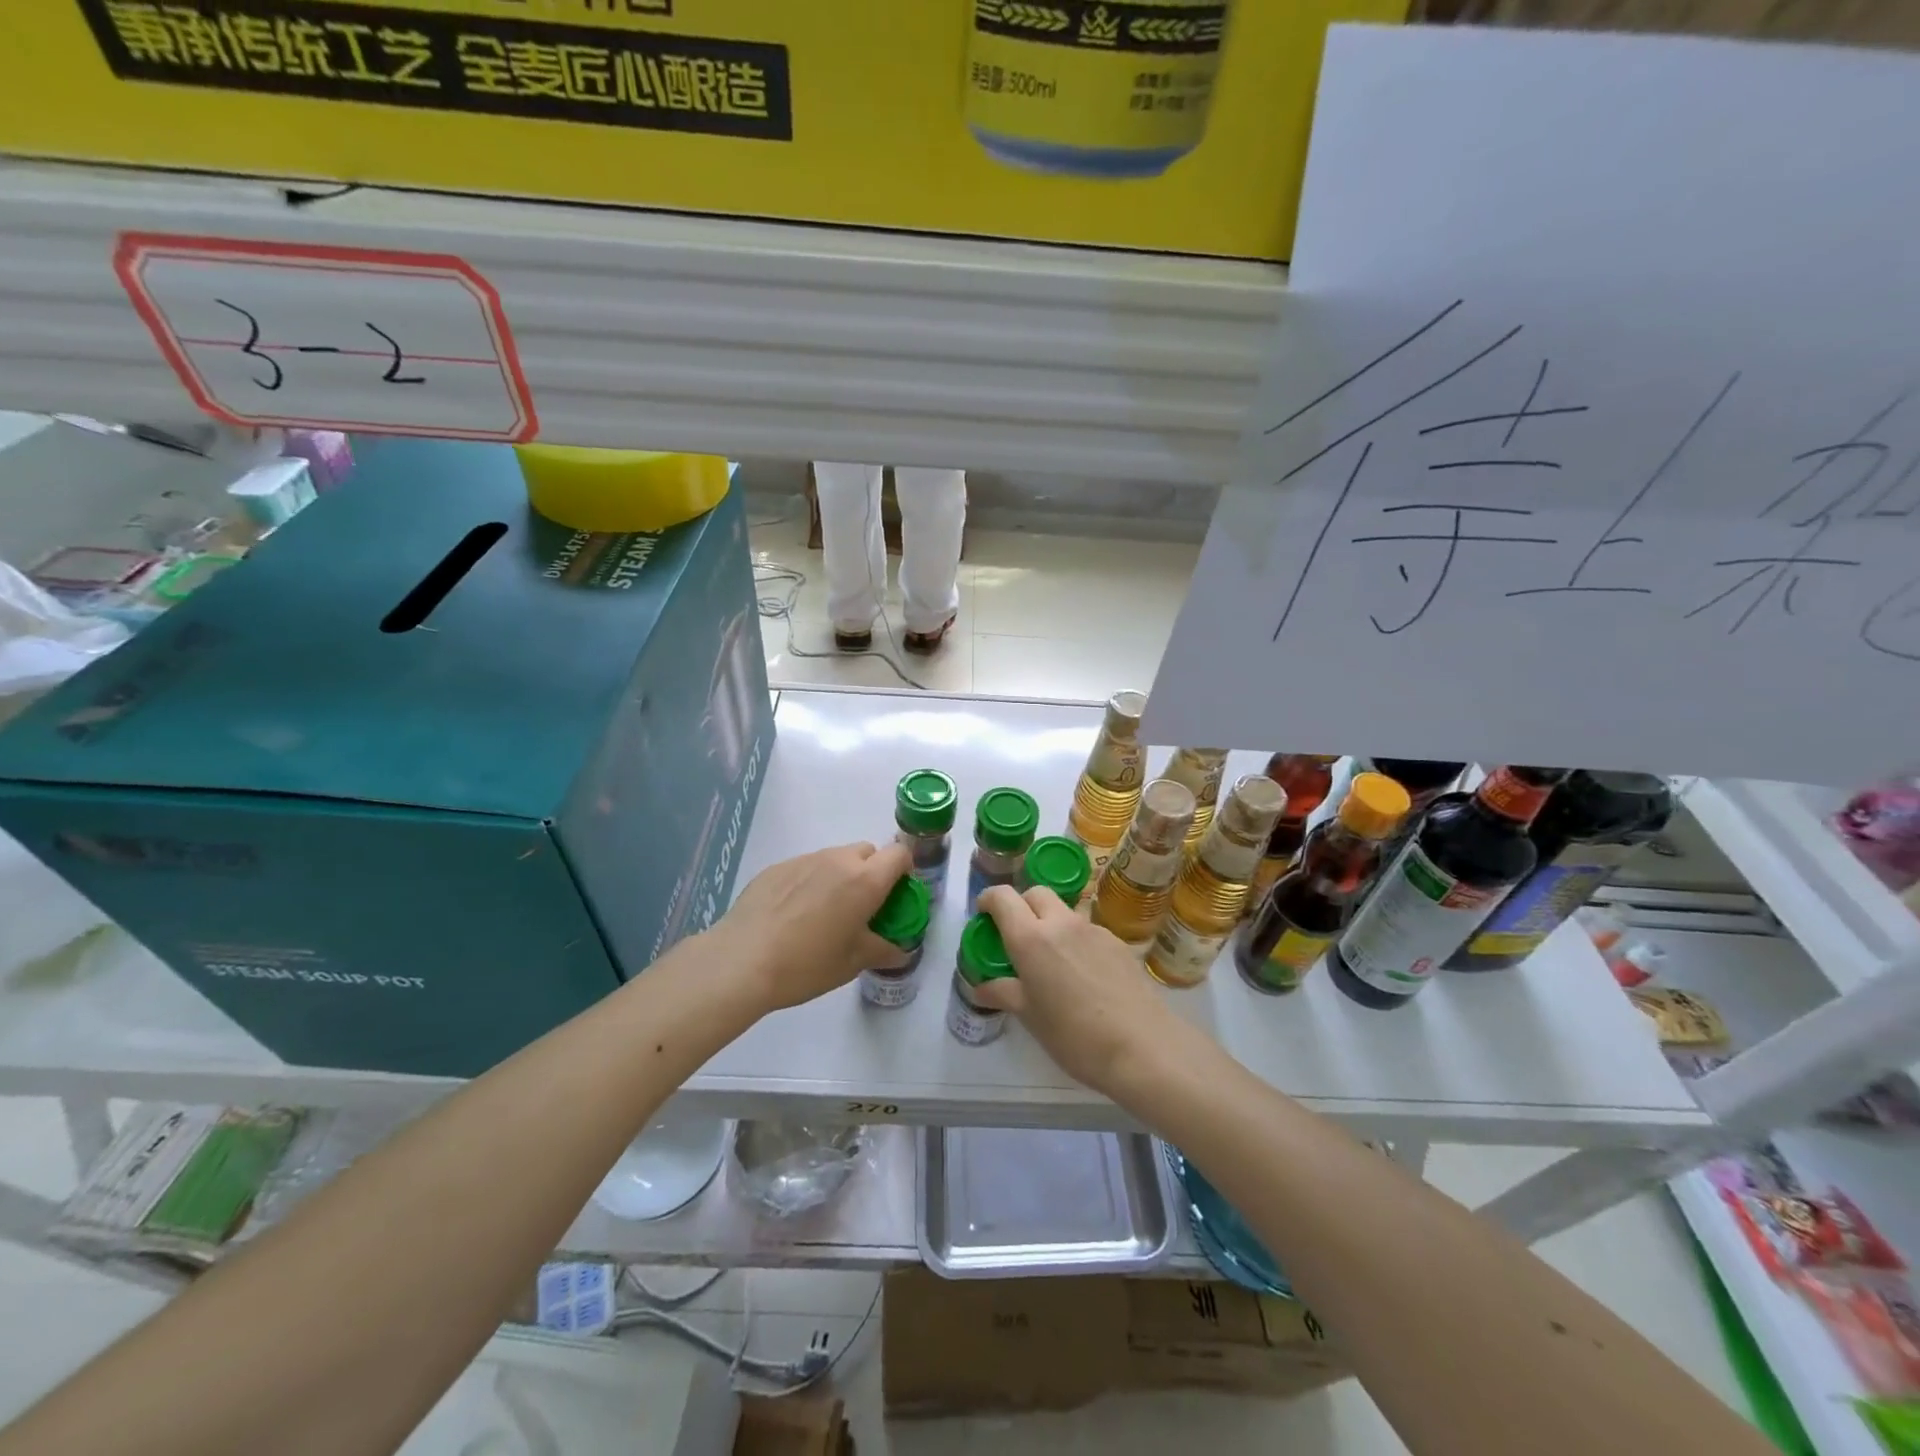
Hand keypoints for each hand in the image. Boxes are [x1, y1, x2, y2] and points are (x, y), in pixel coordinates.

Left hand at [711, 841, 913, 1012]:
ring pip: (835, 858)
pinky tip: (793, 914)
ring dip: (840, 876)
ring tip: (823, 913)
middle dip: (872, 872)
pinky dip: (810, 881)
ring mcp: (805, 860)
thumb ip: (883, 950)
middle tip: (861, 907)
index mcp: (865, 880)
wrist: (742, 961)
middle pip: (867, 852)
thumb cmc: (807, 964)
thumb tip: (901, 951)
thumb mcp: (853, 963)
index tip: (896, 896)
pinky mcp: (777, 867)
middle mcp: (838, 860)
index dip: (904, 871)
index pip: (899, 855)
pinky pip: (806, 867)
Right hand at [973, 884, 1182, 1098]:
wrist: (1142, 1046)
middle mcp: (1061, 923)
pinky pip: (1087, 929)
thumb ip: (1004, 993)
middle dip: (1021, 906)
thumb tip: (981, 987)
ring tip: (1052, 960)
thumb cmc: (1074, 1036)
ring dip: (1050, 922)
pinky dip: (1075, 939)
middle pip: (1035, 893)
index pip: (1003, 897)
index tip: (983, 916)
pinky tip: (1083, 974)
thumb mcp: (1031, 1018)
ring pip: (1063, 910)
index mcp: (1031, 938)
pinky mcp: (1117, 941)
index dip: (988, 900)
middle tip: (1017, 936)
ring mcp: (1093, 929)